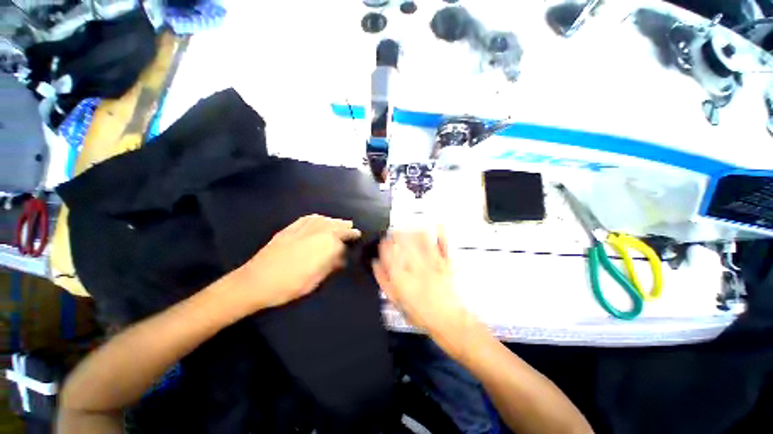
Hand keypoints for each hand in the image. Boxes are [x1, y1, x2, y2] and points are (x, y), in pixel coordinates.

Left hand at [237, 215, 360, 309]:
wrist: (257, 280)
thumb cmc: (288, 286)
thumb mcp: (313, 281)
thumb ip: (328, 266)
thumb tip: (339, 258)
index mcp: (322, 245)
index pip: (341, 238)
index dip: (350, 238)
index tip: (357, 237)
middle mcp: (313, 232)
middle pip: (332, 225)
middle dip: (342, 226)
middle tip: (351, 227)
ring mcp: (298, 229)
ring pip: (319, 219)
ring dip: (331, 220)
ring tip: (338, 223)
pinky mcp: (287, 230)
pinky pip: (306, 219)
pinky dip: (316, 218)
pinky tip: (318, 220)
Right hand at [373, 231, 473, 358]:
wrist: (446, 319)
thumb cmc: (420, 314)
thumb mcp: (396, 301)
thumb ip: (384, 281)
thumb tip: (376, 265)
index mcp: (400, 277)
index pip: (389, 253)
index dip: (385, 244)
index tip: (384, 241)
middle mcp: (416, 267)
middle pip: (404, 242)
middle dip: (398, 234)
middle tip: (395, 232)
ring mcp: (433, 263)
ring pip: (421, 240)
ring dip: (414, 231)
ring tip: (410, 229)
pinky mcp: (447, 263)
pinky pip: (444, 245)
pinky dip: (441, 234)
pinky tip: (437, 226)